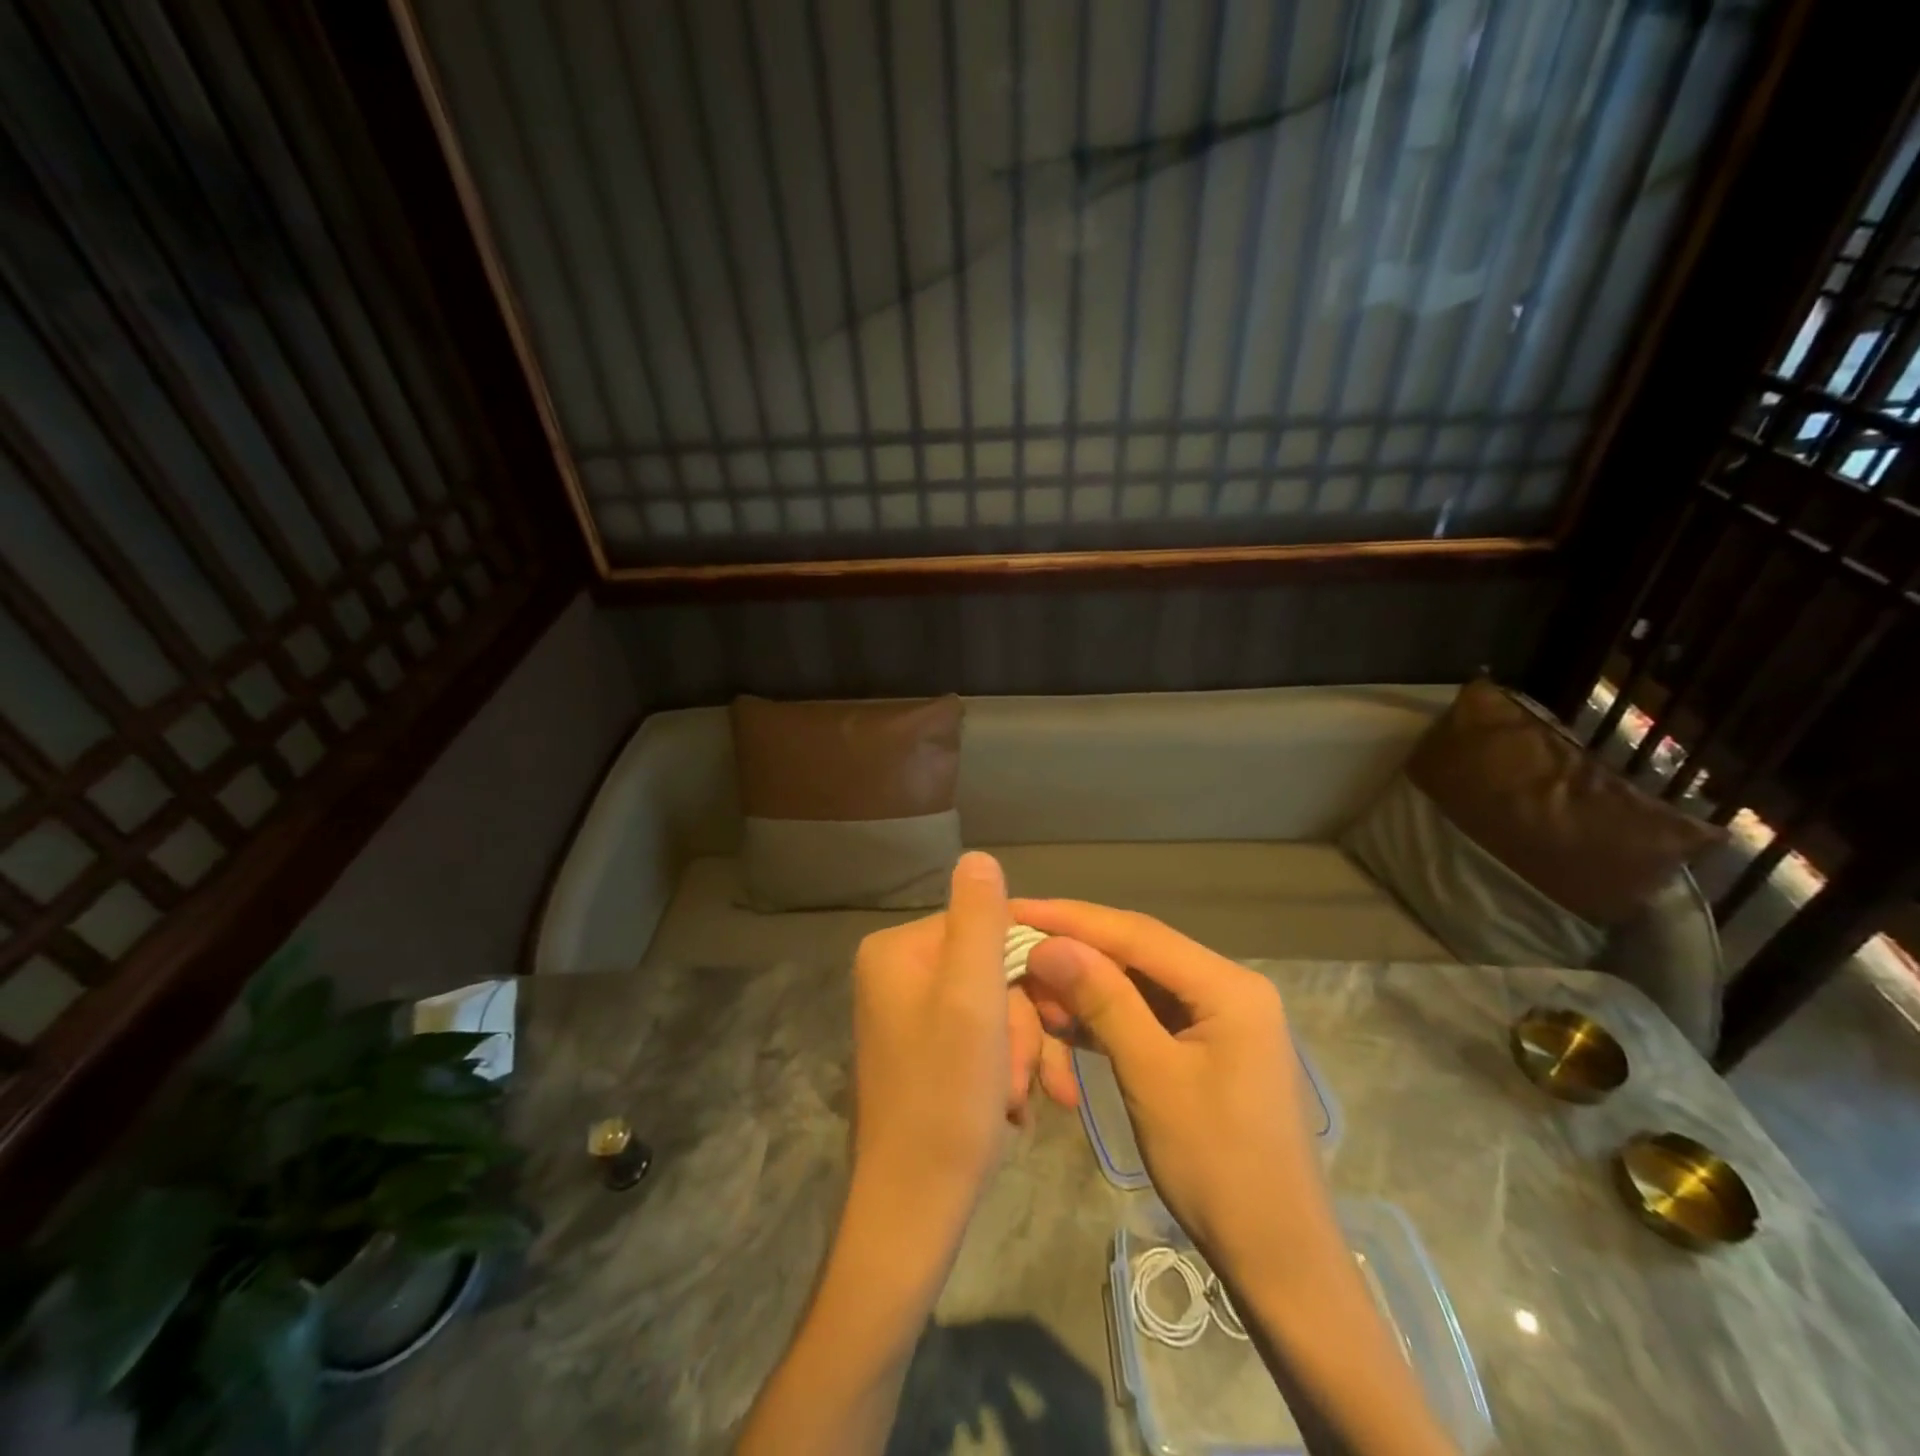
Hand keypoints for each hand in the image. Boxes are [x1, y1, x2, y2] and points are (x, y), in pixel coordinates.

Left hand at [849, 852, 1049, 1231]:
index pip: (987, 927)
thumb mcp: (972, 999)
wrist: (915, 1210)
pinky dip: (1006, 1071)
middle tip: (1039, 1076)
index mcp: (899, 951)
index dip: (1031, 969)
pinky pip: (980, 1039)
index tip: (1060, 1016)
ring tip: (1028, 1100)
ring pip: (994, 1009)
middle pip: (992, 971)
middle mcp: (897, 974)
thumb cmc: (946, 1099)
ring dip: (1022, 1053)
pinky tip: (1016, 1109)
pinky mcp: (924, 1051)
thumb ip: (980, 921)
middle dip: (1025, 1025)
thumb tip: (978, 855)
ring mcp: (909, 1015)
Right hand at [1012, 900, 1325, 1262]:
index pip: (1137, 934)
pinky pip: (1148, 1015)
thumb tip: (1049, 944)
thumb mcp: (1152, 1077)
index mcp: (1229, 986)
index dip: (1072, 919)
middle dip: (1077, 951)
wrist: (1278, 1260)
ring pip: (1139, 983)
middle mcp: (1228, 987)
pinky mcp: (1207, 1046)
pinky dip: (1108, 1017)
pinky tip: (1067, 1023)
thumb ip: (1104, 1001)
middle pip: (1138, 953)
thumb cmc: (1219, 1168)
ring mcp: (1220, 1017)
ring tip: (1036, 993)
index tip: (1017, 908)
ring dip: (1088, 988)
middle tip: (1018, 949)